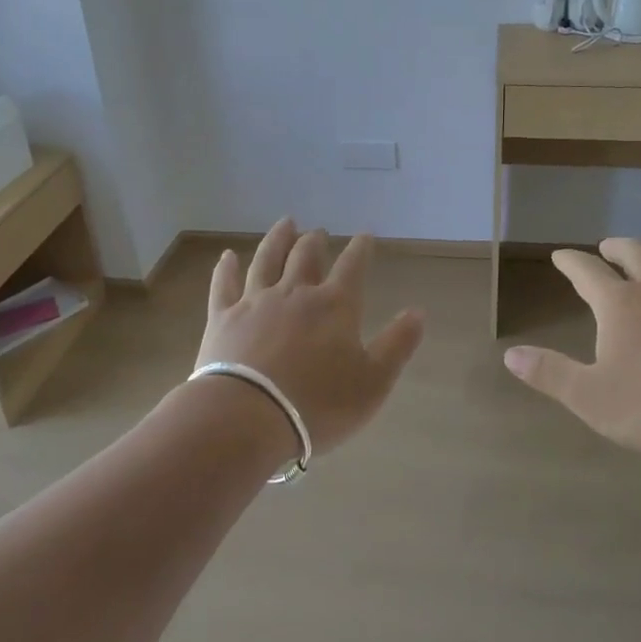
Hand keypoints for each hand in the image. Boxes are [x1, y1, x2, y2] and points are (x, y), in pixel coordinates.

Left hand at [196, 219, 425, 456]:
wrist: (247, 417)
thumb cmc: (317, 405)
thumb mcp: (372, 383)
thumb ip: (397, 345)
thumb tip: (418, 311)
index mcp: (334, 306)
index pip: (353, 267)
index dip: (361, 249)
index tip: (365, 236)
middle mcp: (295, 293)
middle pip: (306, 256)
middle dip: (316, 241)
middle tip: (319, 232)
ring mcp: (255, 302)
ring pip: (267, 259)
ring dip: (278, 239)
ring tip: (285, 224)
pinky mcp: (222, 318)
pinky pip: (224, 284)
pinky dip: (226, 268)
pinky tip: (226, 257)